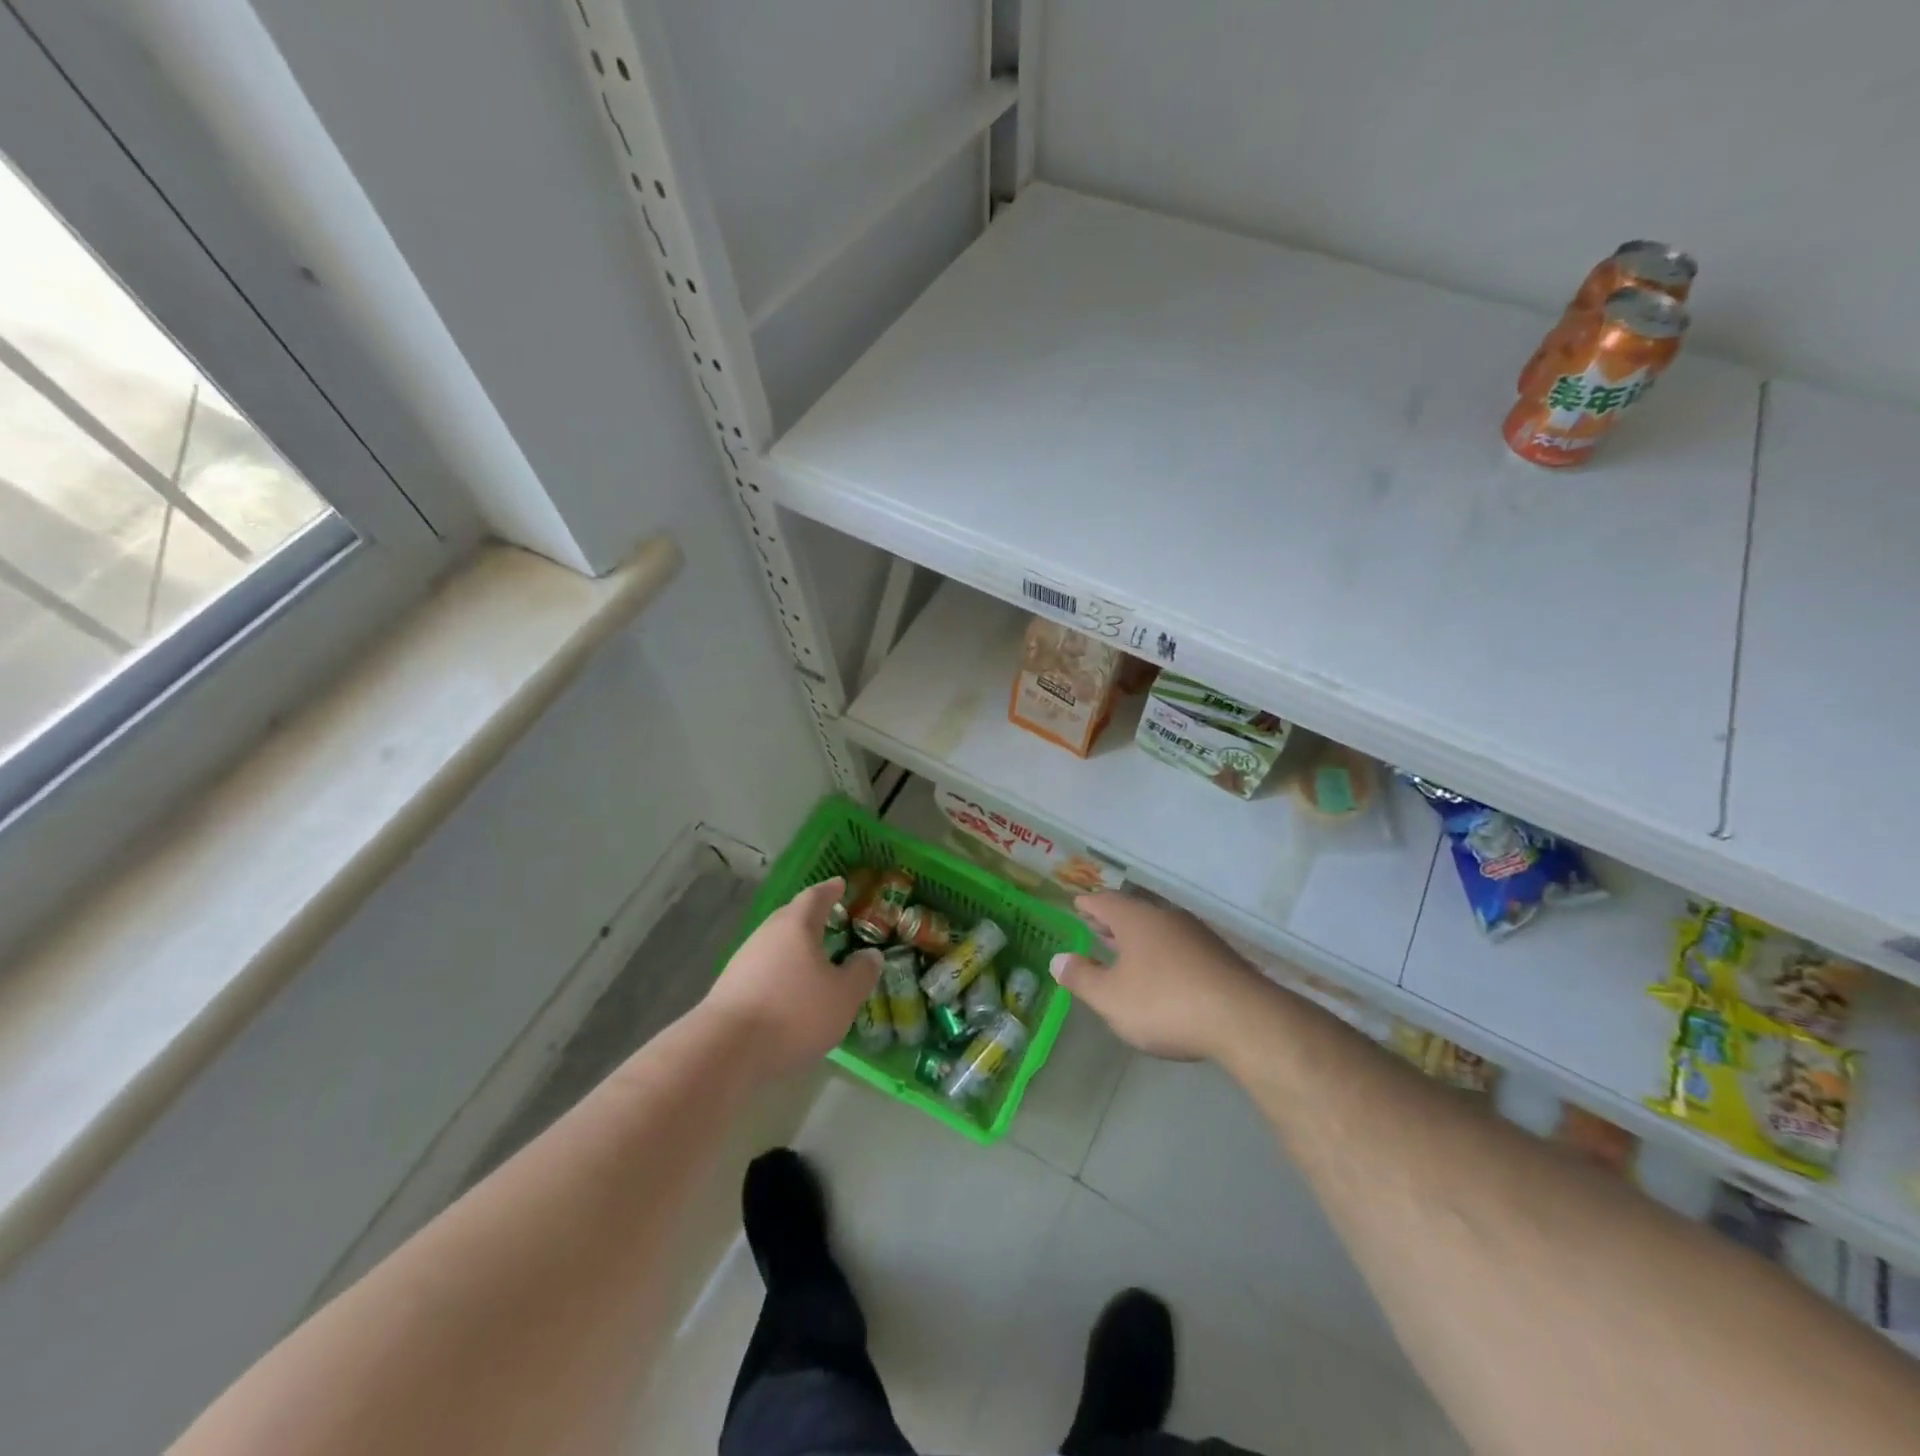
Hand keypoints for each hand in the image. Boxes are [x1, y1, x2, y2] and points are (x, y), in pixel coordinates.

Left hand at [703, 877, 880, 1079]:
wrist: (725, 1050)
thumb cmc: (794, 1013)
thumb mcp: (843, 996)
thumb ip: (861, 972)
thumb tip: (871, 955)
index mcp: (796, 925)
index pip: (816, 896)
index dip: (830, 890)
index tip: (840, 884)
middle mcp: (768, 933)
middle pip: (791, 917)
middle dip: (811, 917)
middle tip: (830, 919)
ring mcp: (744, 960)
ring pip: (776, 944)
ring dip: (794, 947)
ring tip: (814, 959)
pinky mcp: (730, 987)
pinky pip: (763, 968)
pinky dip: (780, 972)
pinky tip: (790, 990)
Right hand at [1051, 892, 1261, 1061]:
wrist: (1244, 1020)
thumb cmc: (1165, 1004)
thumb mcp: (1111, 999)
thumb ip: (1082, 978)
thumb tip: (1058, 960)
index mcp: (1136, 920)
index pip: (1104, 902)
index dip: (1088, 904)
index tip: (1076, 904)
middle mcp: (1166, 918)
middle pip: (1133, 913)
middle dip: (1112, 921)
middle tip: (1095, 926)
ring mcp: (1197, 935)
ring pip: (1159, 929)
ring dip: (1139, 939)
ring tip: (1125, 951)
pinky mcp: (1219, 957)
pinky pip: (1180, 947)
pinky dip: (1162, 954)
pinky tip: (1163, 974)